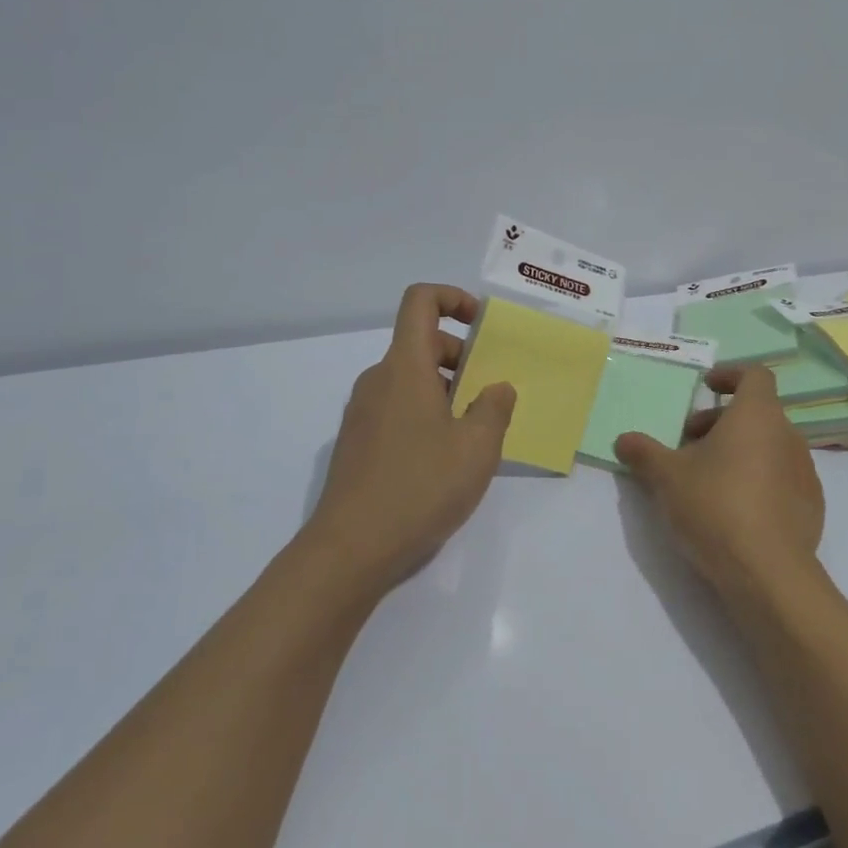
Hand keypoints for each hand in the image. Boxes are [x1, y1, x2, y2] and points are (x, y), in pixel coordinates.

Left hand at [307, 283, 516, 592]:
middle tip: (489, 394)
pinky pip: (396, 408)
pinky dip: (424, 413)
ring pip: (409, 379)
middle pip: (420, 343)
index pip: (420, 301)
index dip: (452, 297)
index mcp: (405, 368)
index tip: (480, 325)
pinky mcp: (357, 442)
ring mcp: (362, 412)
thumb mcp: (477, 448)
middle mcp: (378, 380)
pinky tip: (443, 459)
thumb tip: (497, 388)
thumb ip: (494, 409)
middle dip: (460, 356)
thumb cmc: (420, 487)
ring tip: (473, 432)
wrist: (350, 550)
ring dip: (445, 390)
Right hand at [615, 365, 824, 597]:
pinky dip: (759, 480)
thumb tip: (624, 440)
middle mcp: (787, 435)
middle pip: (757, 413)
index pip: (755, 375)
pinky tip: (735, 509)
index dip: (730, 375)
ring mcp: (805, 472)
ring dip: (740, 451)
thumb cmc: (716, 507)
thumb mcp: (667, 477)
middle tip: (689, 444)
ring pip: (769, 446)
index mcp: (758, 415)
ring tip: (707, 479)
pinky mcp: (811, 505)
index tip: (707, 387)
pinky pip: (782, 478)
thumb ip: (644, 453)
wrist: (768, 573)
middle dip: (722, 422)